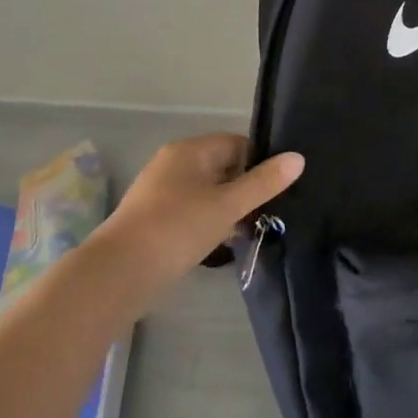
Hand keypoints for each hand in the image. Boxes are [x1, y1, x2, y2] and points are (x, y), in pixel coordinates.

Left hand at [94, 133, 303, 295]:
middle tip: (269, 213)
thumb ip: (263, 182)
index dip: (260, 162)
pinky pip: (191, 211)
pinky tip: (222, 244)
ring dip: (227, 209)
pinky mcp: (153, 220)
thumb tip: (298, 157)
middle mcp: (173, 163)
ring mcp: (160, 192)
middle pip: (222, 167)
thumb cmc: (177, 228)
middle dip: (245, 188)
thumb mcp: (227, 205)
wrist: (118, 274)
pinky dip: (208, 223)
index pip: (236, 143)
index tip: (279, 188)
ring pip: (207, 192)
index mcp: (190, 150)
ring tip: (251, 230)